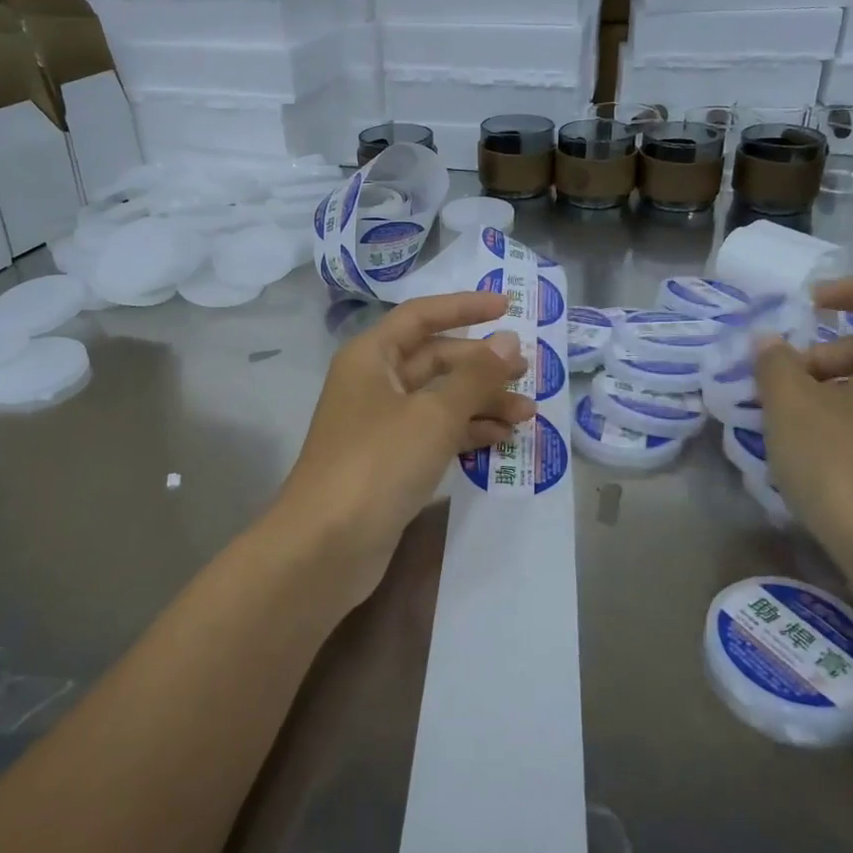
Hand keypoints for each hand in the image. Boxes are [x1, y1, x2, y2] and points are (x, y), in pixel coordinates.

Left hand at [266, 292, 532, 611]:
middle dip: (481, 366)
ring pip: (438, 399)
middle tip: (526, 373)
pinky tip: (499, 439)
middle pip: (434, 360)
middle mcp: (373, 383)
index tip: (507, 307)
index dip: (464, 307)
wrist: (326, 546)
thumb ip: (475, 376)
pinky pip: (433, 433)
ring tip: (526, 415)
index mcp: (371, 356)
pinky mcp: (389, 461)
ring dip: (480, 403)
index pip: (422, 316)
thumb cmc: (378, 463)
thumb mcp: (434, 414)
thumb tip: (508, 339)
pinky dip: (465, 432)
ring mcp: (380, 425)